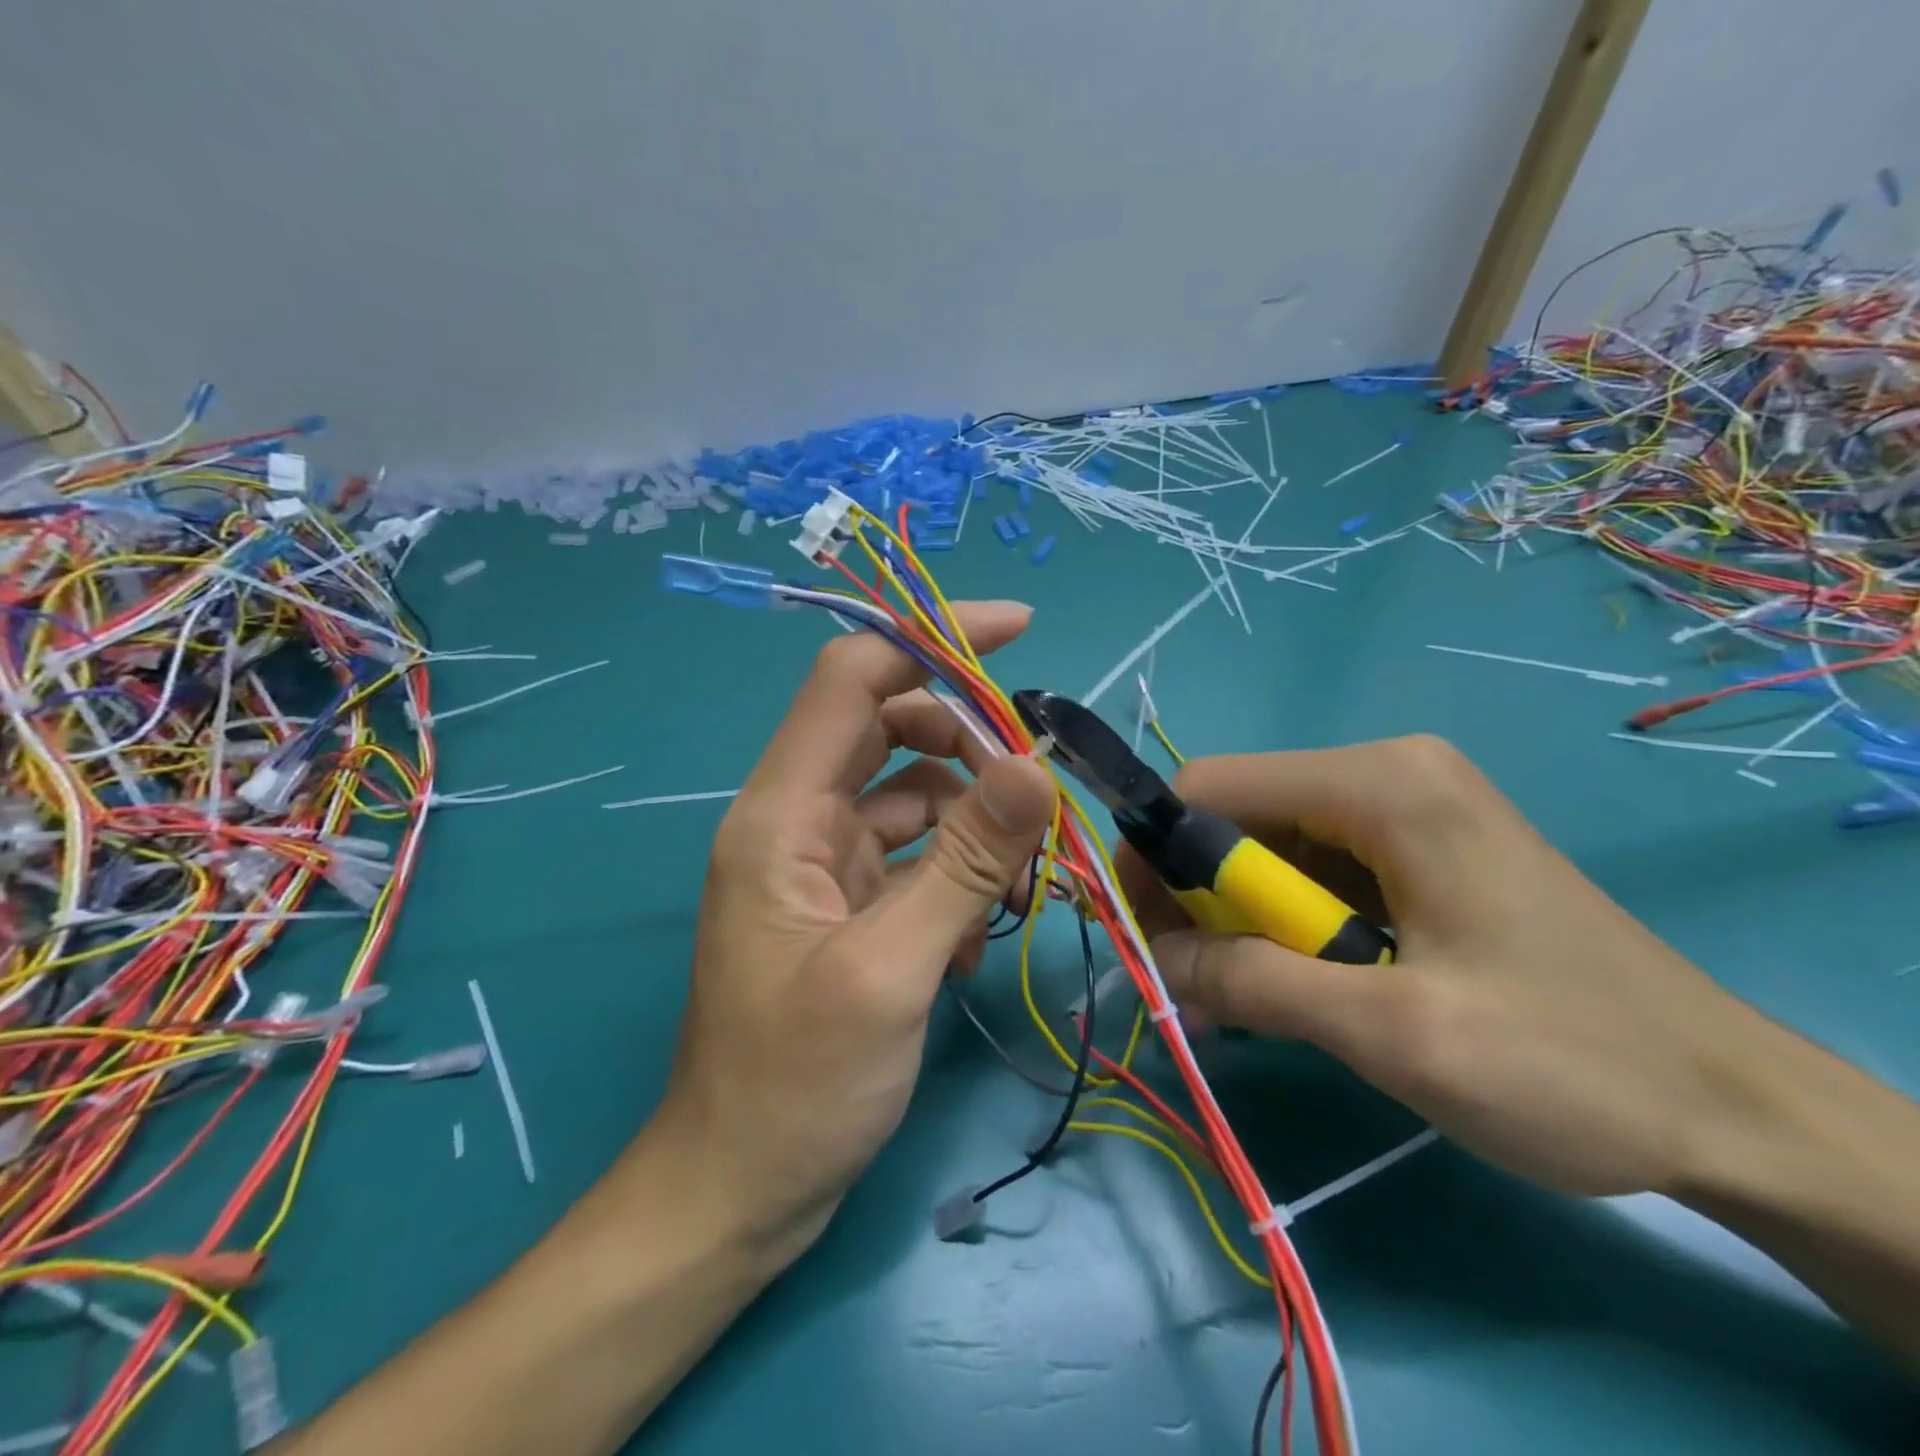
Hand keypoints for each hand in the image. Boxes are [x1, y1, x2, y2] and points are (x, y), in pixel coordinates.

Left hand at [652, 602, 1056, 1259]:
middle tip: (1037, 788)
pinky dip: (956, 872)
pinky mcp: (846, 902)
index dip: (930, 639)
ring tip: (1019, 883)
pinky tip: (976, 935)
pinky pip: (914, 853)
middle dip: (971, 742)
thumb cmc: (797, 1085)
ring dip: (974, 821)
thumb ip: (964, 862)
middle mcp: (797, 820)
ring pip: (914, 794)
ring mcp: (822, 862)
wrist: (741, 1188)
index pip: (853, 678)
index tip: (1018, 631)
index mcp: (781, 813)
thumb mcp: (891, 969)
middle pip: (891, 728)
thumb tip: (1034, 765)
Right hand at [1120, 735, 1789, 1198]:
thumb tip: (1156, 958)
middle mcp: (1385, 773)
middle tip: (1196, 985)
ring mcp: (1404, 808)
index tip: (1145, 934)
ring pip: (1269, 849)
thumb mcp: (1395, 1033)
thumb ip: (1257, 984)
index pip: (1211, 786)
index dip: (1157, 854)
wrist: (1735, 1111)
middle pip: (1238, 816)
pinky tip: (1300, 989)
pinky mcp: (1416, 849)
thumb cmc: (1570, 1063)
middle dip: (1200, 899)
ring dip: (1241, 923)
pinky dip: (1285, 929)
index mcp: (1380, 783)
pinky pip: (1313, 873)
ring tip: (1246, 1002)